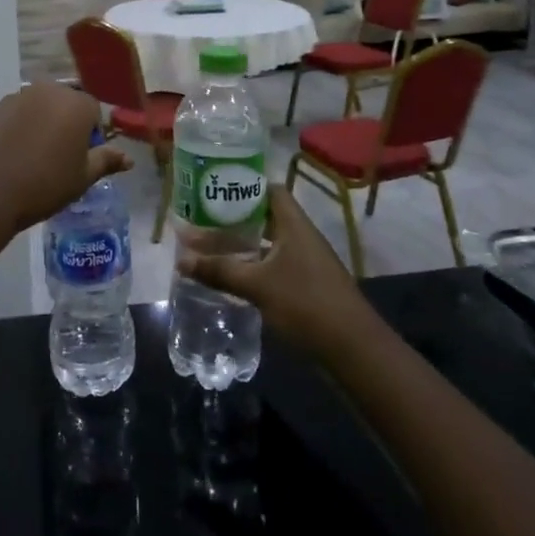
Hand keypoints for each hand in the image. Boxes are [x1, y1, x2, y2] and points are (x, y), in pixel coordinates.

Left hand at [0, 84, 131, 233]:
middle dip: (68, 125)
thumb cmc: (44, 184)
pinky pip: (19, 114)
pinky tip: (14, 155)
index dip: (92, 135)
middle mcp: (49, 90)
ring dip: (44, 124)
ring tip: (36, 158)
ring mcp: (19, 96)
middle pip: (67, 104)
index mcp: (77, 104)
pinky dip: (21, 128)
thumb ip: (106, 161)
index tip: (82, 159)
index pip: (94, 111)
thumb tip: (128, 158)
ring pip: (42, 107)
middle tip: (61, 159)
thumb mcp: (82, 177)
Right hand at [175, 185, 366, 354]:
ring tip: (209, 244)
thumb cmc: (306, 304)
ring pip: (268, 242)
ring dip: (242, 243)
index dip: (244, 185)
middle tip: (202, 217)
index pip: (270, 190)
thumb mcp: (257, 285)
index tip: (214, 188)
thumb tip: (180, 259)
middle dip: (235, 217)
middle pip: (265, 216)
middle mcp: (301, 237)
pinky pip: (274, 264)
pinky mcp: (306, 285)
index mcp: (294, 225)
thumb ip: (219, 270)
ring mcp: (306, 262)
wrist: (353, 350)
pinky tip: (231, 274)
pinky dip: (252, 264)